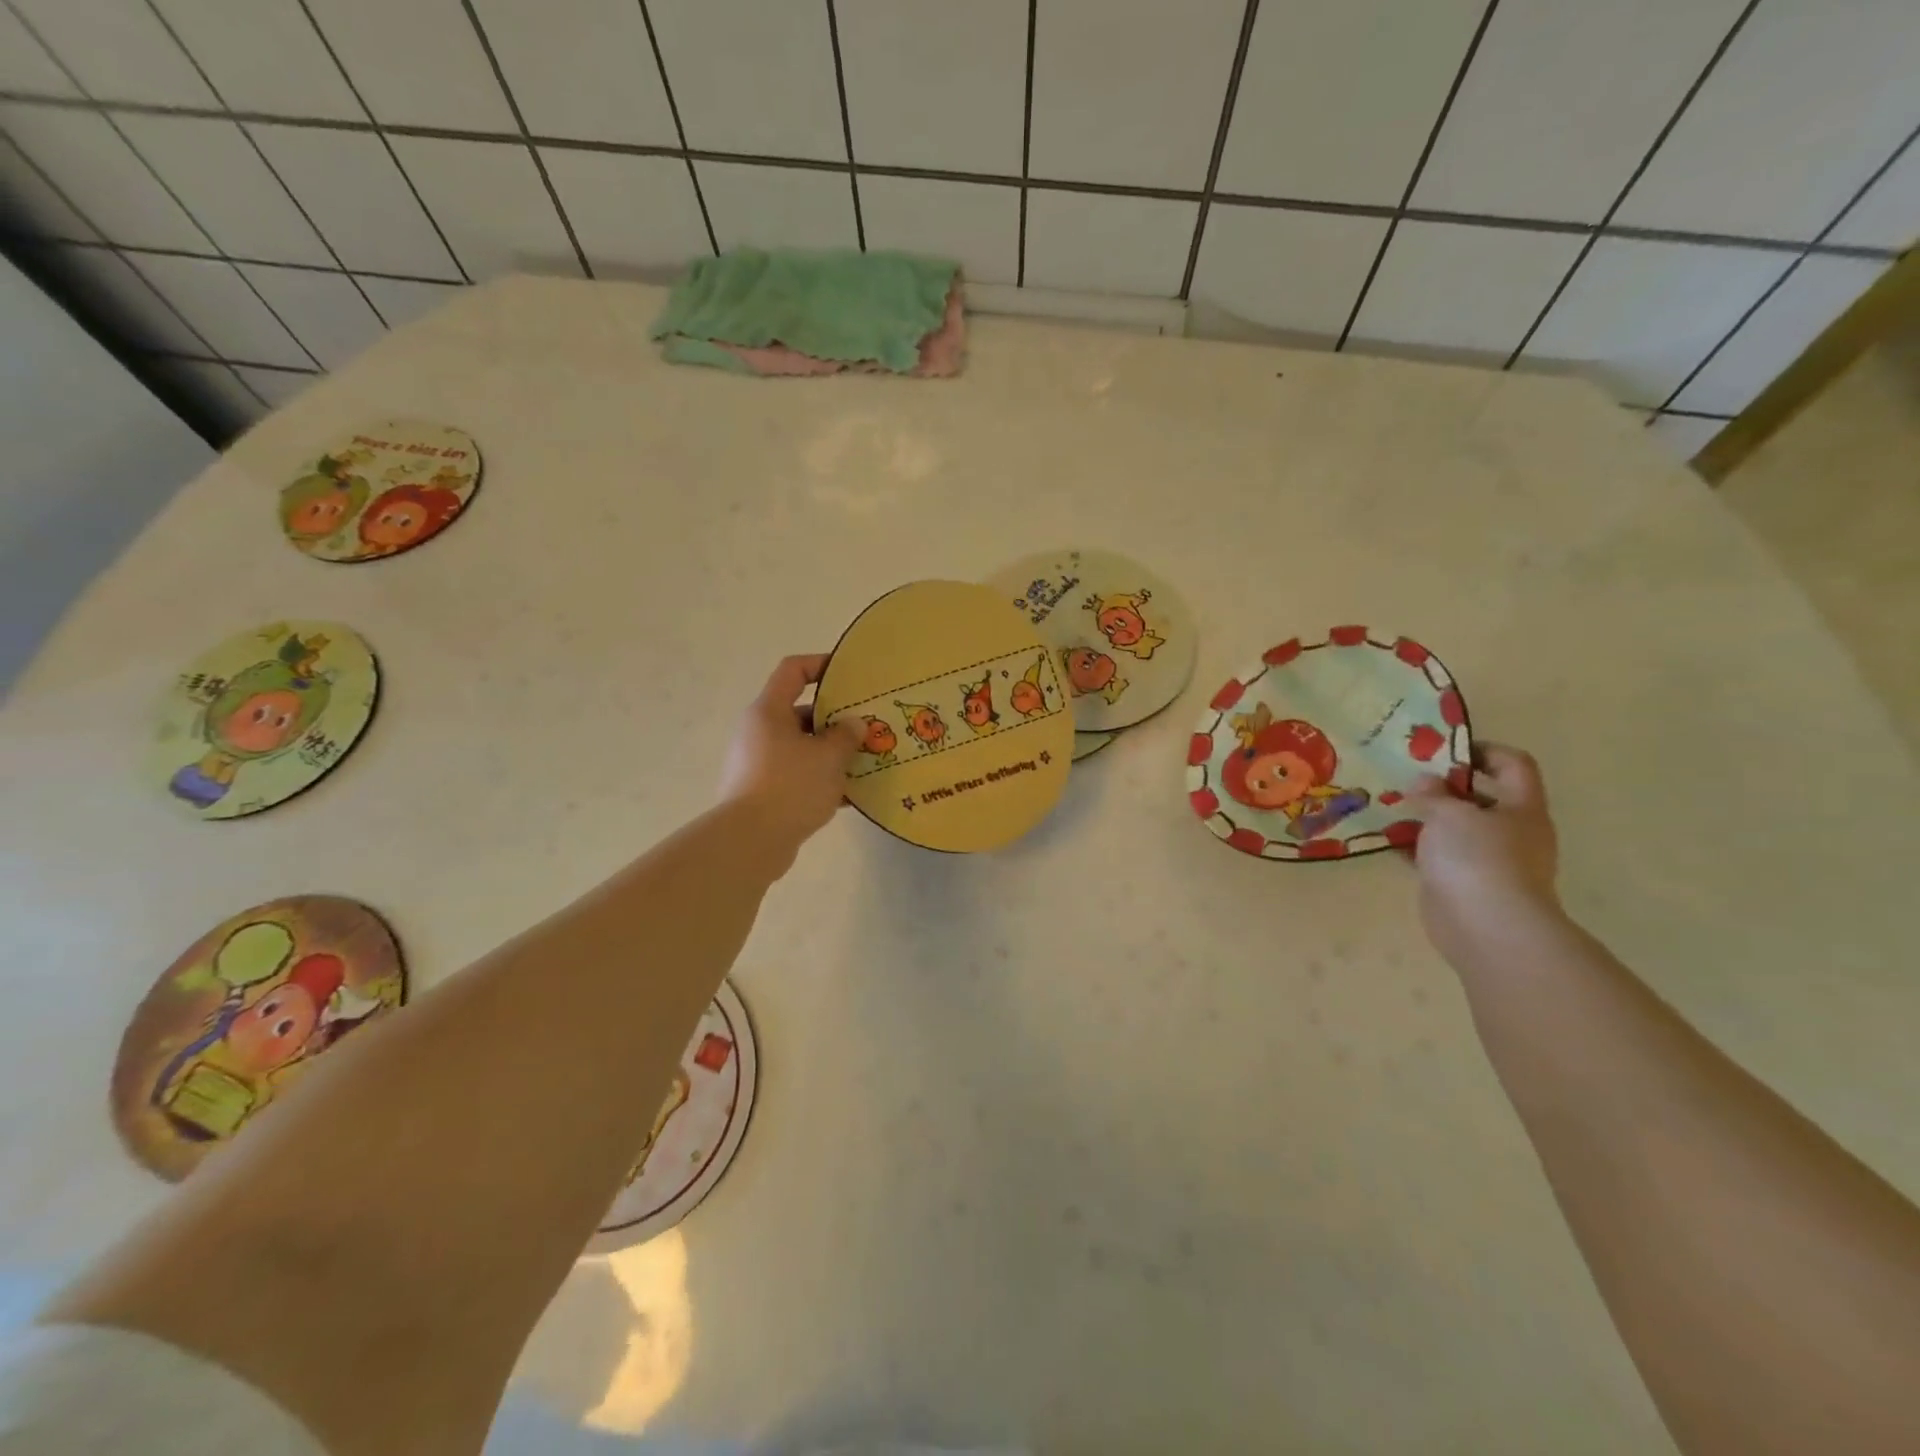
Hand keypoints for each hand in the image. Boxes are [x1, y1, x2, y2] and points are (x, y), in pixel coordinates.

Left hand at [717, 654, 862, 869]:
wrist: (750, 842)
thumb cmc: (790, 786)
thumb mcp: (828, 757)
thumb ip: (846, 735)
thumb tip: (854, 724)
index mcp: (769, 711)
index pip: (793, 671)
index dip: (821, 665)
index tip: (849, 673)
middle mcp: (759, 732)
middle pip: (801, 713)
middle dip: (836, 719)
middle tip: (868, 726)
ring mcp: (758, 764)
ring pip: (802, 748)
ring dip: (832, 753)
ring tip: (865, 761)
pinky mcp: (763, 793)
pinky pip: (798, 776)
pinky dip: (821, 780)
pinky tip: (850, 795)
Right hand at [1406, 743, 1562, 966]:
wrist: (1486, 927)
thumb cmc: (1478, 858)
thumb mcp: (1451, 814)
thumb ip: (1434, 794)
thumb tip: (1424, 783)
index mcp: (1522, 808)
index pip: (1514, 765)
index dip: (1483, 750)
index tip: (1444, 749)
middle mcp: (1512, 832)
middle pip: (1482, 797)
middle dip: (1445, 786)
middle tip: (1408, 777)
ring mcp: (1489, 861)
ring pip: (1456, 828)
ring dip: (1426, 817)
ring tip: (1390, 805)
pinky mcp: (1463, 884)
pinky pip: (1437, 856)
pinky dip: (1415, 846)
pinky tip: (1387, 839)